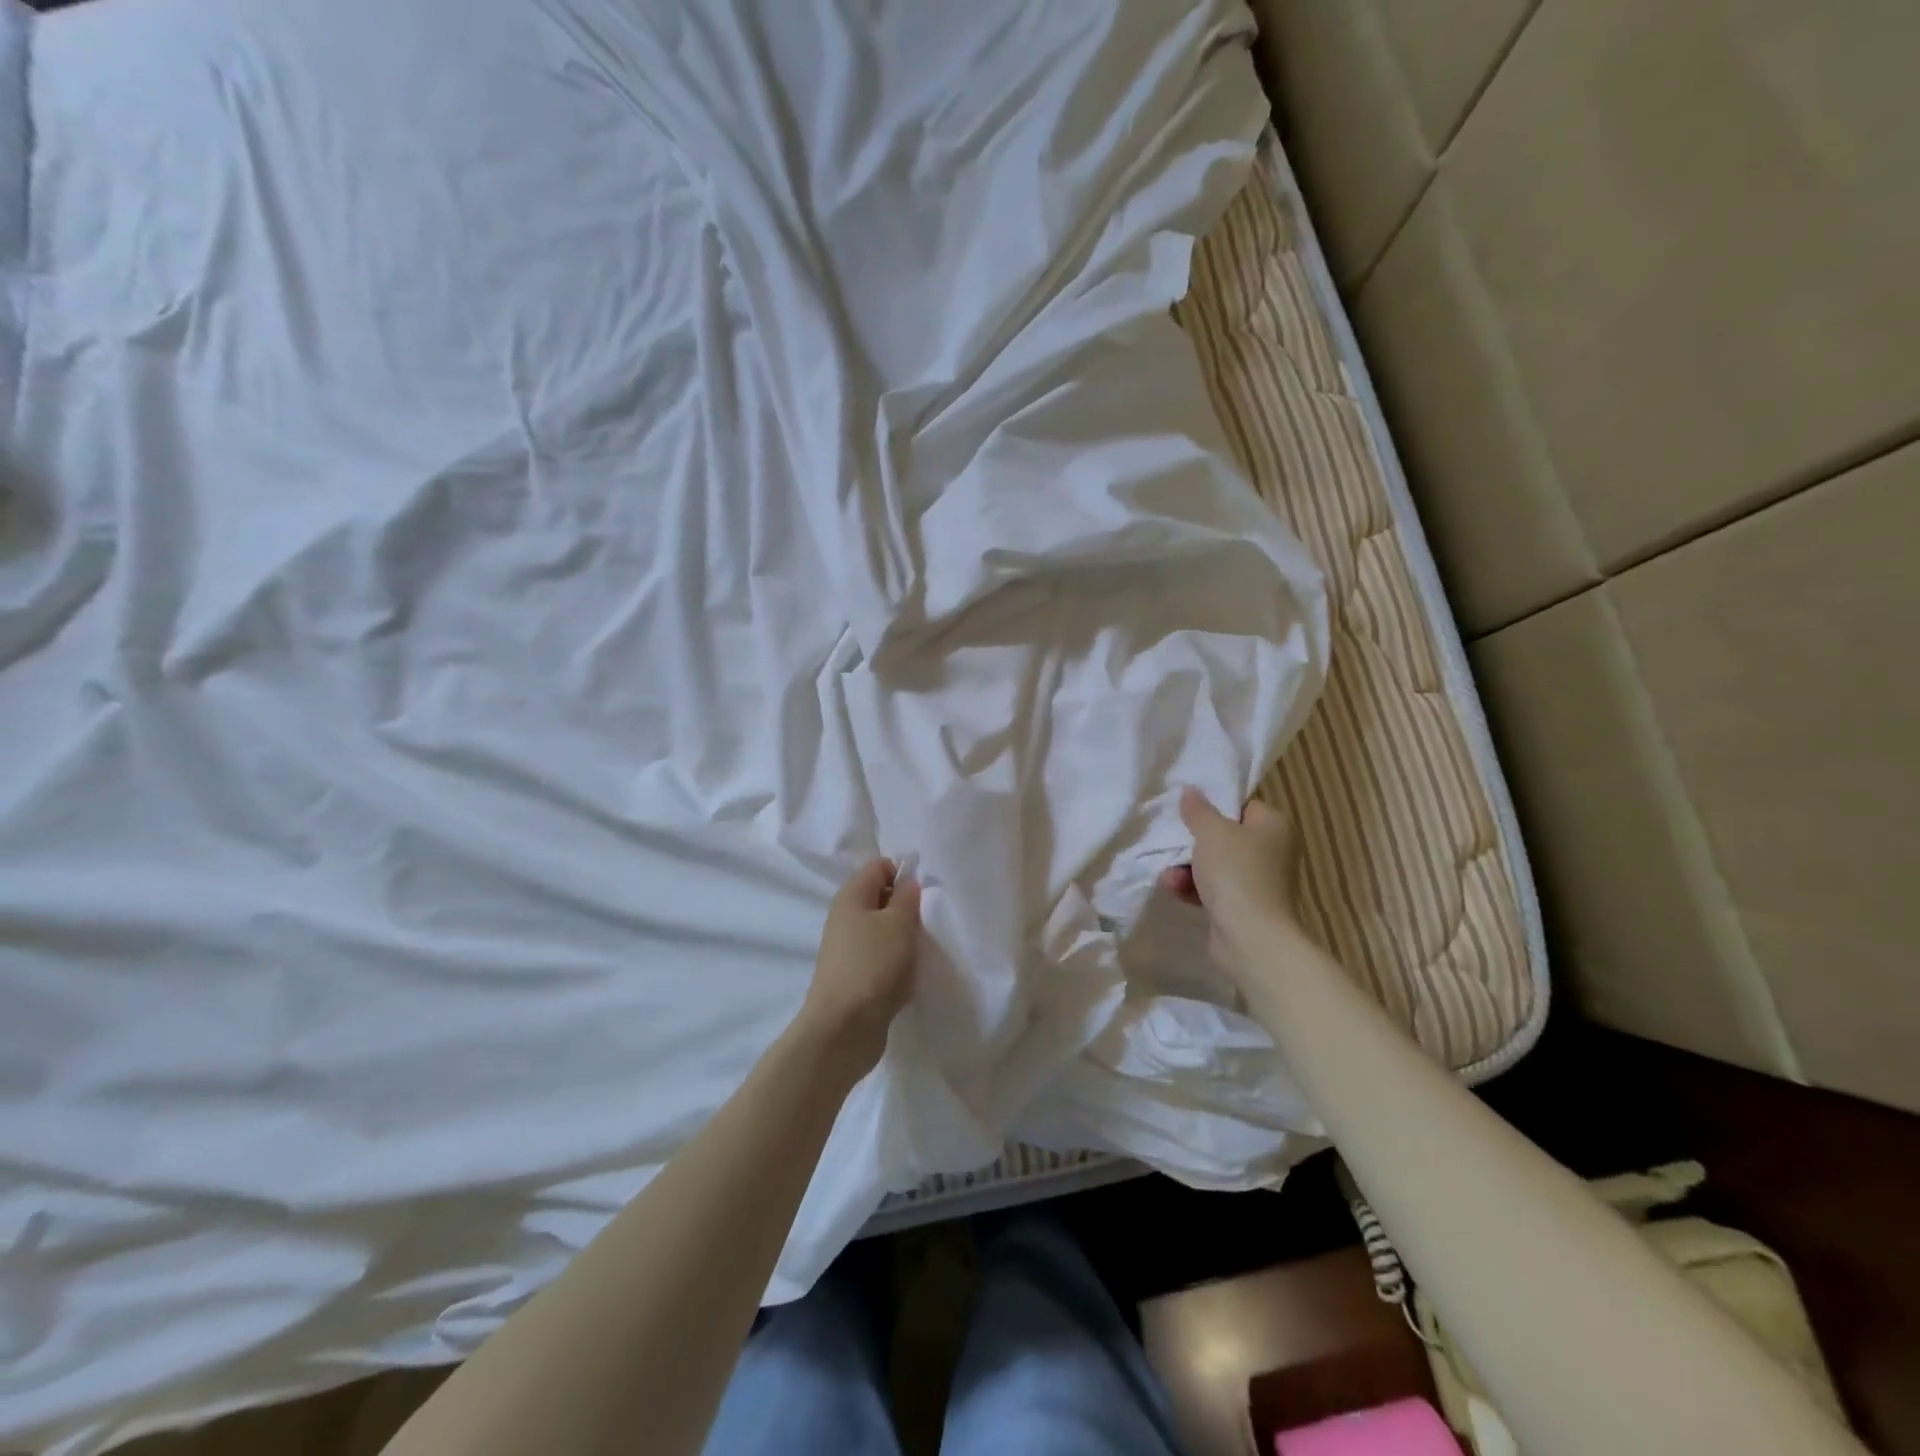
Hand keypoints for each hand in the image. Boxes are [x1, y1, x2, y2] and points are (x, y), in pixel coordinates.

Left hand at [798, 859, 921, 1075]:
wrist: (844, 1028)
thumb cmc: (873, 965)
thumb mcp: (898, 923)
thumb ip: (908, 897)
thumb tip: (909, 882)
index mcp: (851, 896)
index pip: (879, 867)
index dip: (904, 872)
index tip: (928, 891)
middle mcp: (846, 918)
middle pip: (882, 898)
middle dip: (908, 906)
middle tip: (932, 918)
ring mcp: (850, 949)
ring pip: (884, 930)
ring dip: (906, 937)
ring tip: (927, 946)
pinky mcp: (856, 977)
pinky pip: (882, 958)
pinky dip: (899, 962)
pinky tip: (913, 972)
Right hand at [1158, 787, 1301, 978]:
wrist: (1251, 937)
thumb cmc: (1235, 873)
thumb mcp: (1211, 832)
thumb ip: (1198, 810)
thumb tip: (1191, 790)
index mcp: (1274, 825)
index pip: (1241, 805)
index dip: (1213, 808)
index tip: (1188, 814)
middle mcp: (1273, 850)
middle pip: (1225, 836)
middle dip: (1193, 844)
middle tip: (1172, 843)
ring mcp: (1260, 880)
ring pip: (1216, 864)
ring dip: (1188, 868)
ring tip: (1169, 876)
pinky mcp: (1246, 906)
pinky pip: (1215, 888)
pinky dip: (1195, 888)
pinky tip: (1175, 890)